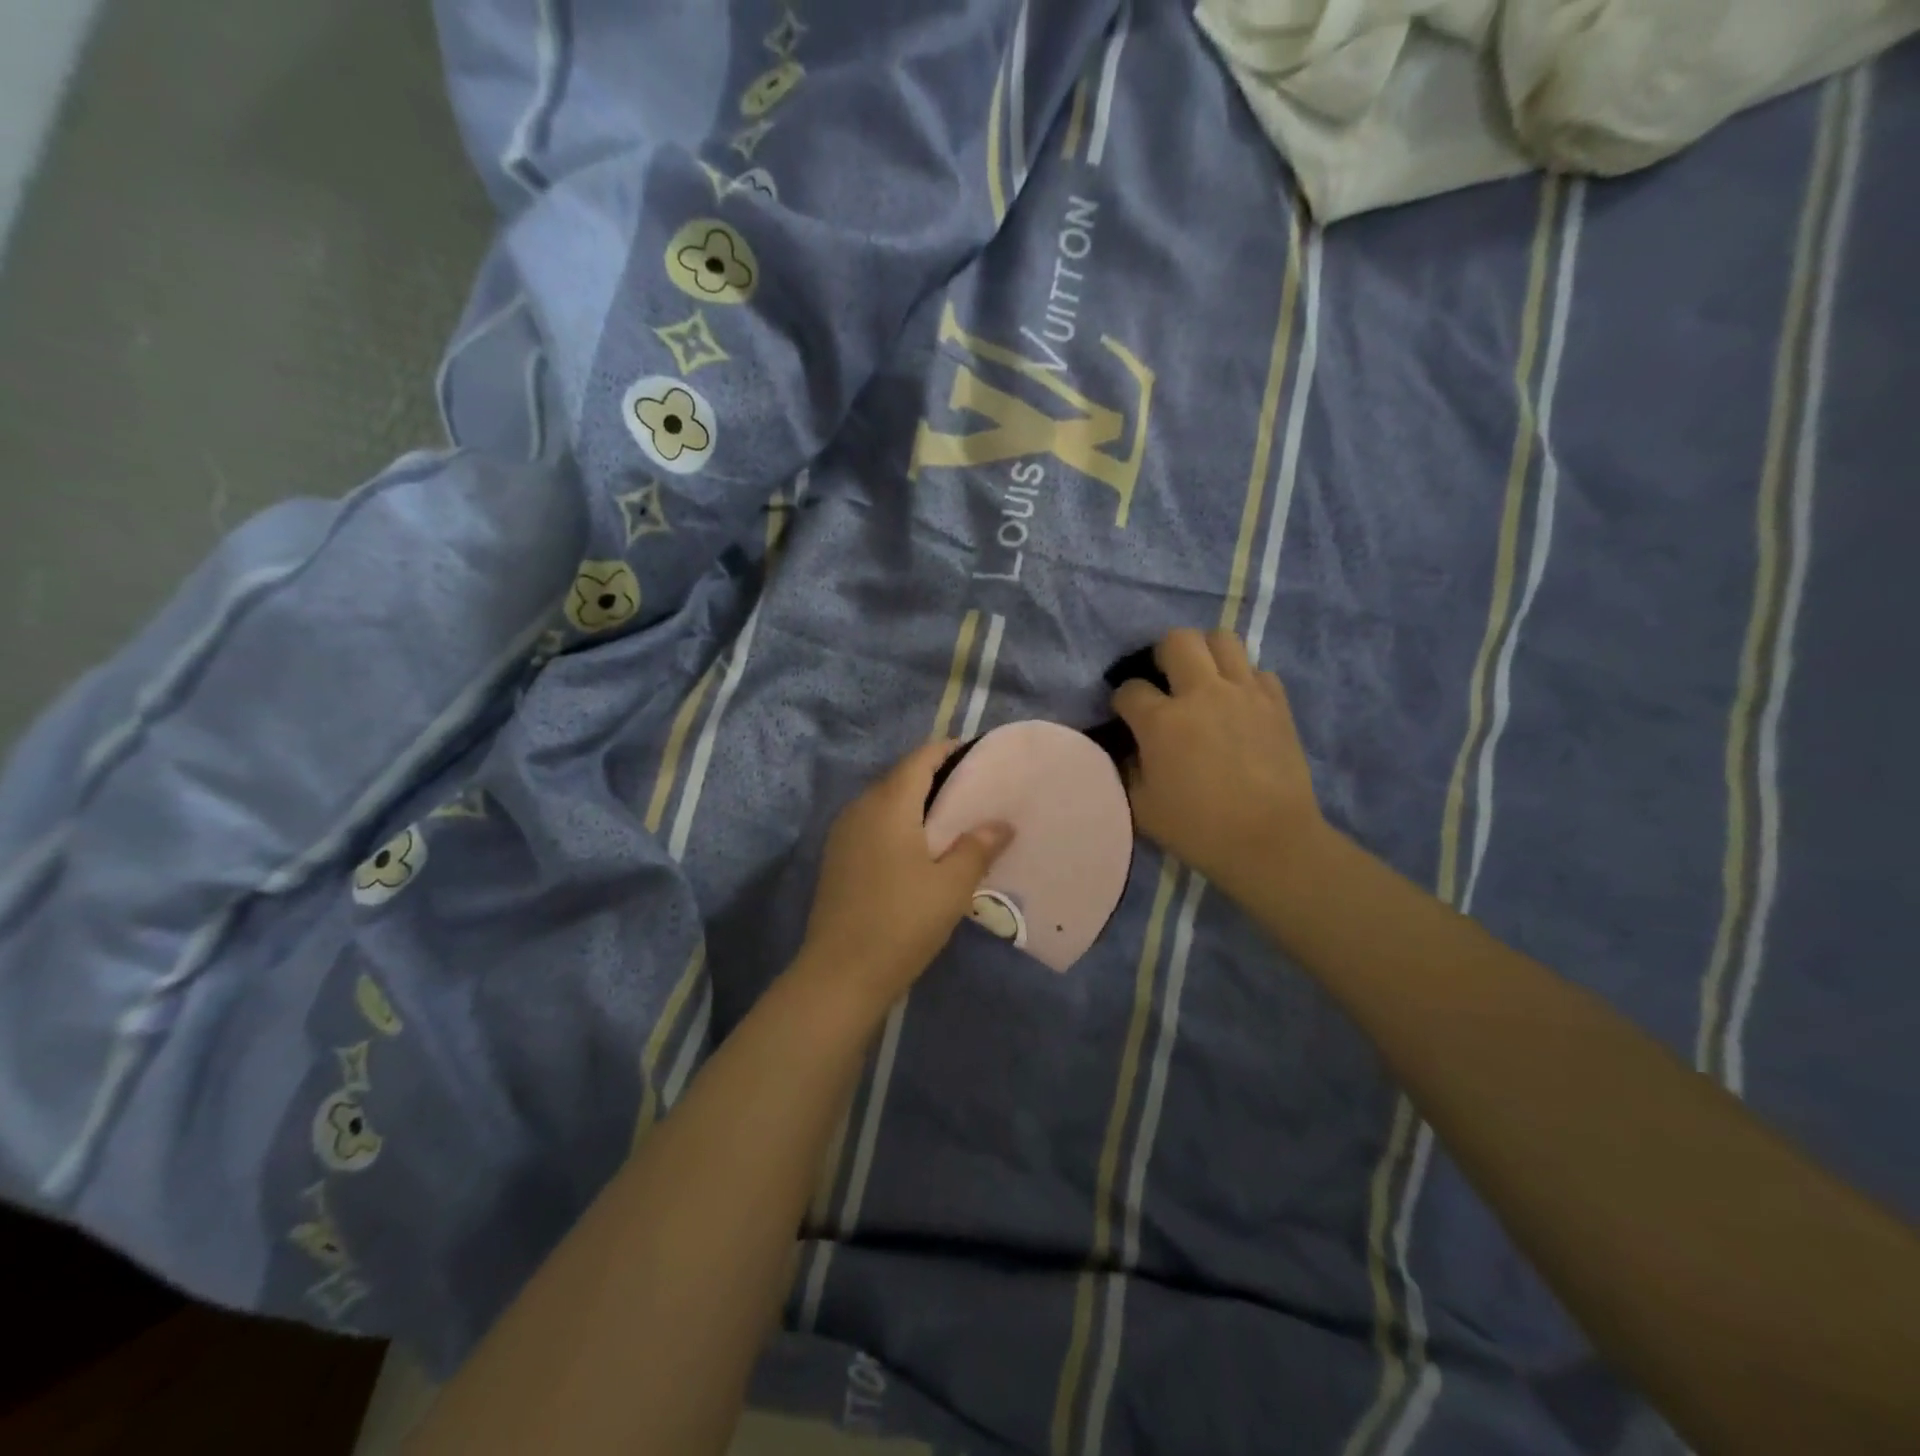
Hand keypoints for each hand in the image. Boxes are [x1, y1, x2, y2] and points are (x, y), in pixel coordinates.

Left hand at [801, 741, 1013, 1010]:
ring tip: (953, 820)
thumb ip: (978, 847)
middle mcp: (860, 808)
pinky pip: (873, 825)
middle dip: (936, 777)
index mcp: (888, 804)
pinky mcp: (837, 859)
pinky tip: (921, 850)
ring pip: (885, 803)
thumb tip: (1001, 824)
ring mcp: (843, 834)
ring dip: (917, 803)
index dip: (948, 751)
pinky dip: (899, 824)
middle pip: (901, 778)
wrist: (840, 974)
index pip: (920, 759)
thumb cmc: (902, 922)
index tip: (979, 756)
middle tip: (974, 791)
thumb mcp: (951, 886)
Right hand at [1114, 629, 1325, 902]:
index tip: (1125, 714)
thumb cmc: (1198, 829)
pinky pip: (1257, 670)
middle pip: (1177, 640)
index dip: (1122, 699)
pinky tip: (1238, 702)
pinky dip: (1243, 679)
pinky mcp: (1276, 702)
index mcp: (1162, 720)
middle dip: (1162, 655)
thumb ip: (1128, 768)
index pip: (1129, 688)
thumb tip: (1130, 747)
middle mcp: (1202, 693)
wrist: (1270, 841)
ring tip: (1202, 678)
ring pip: (1222, 639)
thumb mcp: (1142, 806)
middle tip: (1164, 680)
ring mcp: (1244, 692)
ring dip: (1205, 653)